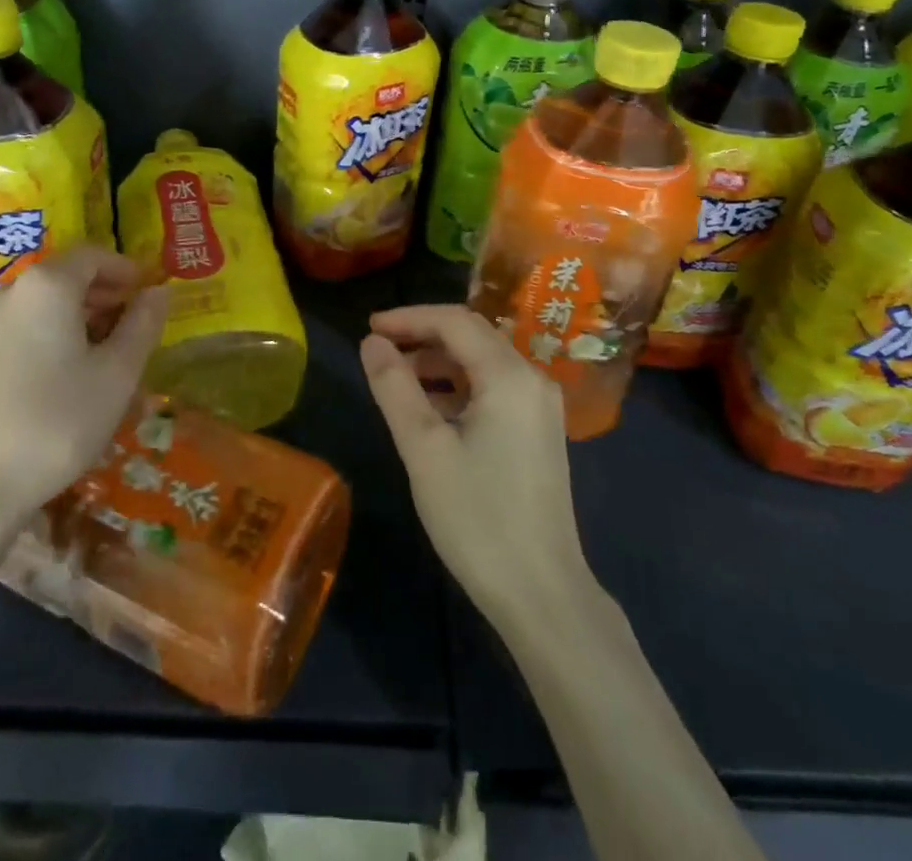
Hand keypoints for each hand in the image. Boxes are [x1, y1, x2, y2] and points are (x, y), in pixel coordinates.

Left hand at [0, 246, 169, 522]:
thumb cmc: (57, 424)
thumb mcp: (117, 374)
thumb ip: (142, 324)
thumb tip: (159, 291)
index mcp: (47, 287)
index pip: (92, 256)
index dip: (124, 269)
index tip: (145, 294)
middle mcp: (6, 293)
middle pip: (61, 278)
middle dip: (99, 294)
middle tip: (127, 325)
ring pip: (34, 305)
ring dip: (69, 317)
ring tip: (93, 354)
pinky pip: (10, 330)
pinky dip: (38, 336)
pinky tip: (50, 377)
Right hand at [360, 305, 591, 627]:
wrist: (542, 594)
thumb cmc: (477, 518)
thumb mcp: (423, 449)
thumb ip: (394, 387)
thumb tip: (371, 342)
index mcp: (509, 376)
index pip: (454, 321)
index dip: (408, 317)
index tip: (369, 327)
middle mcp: (532, 379)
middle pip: (472, 335)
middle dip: (423, 335)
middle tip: (378, 349)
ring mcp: (540, 407)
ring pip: (483, 362)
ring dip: (439, 362)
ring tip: (397, 378)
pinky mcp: (539, 432)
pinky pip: (495, 388)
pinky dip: (459, 386)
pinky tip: (431, 409)